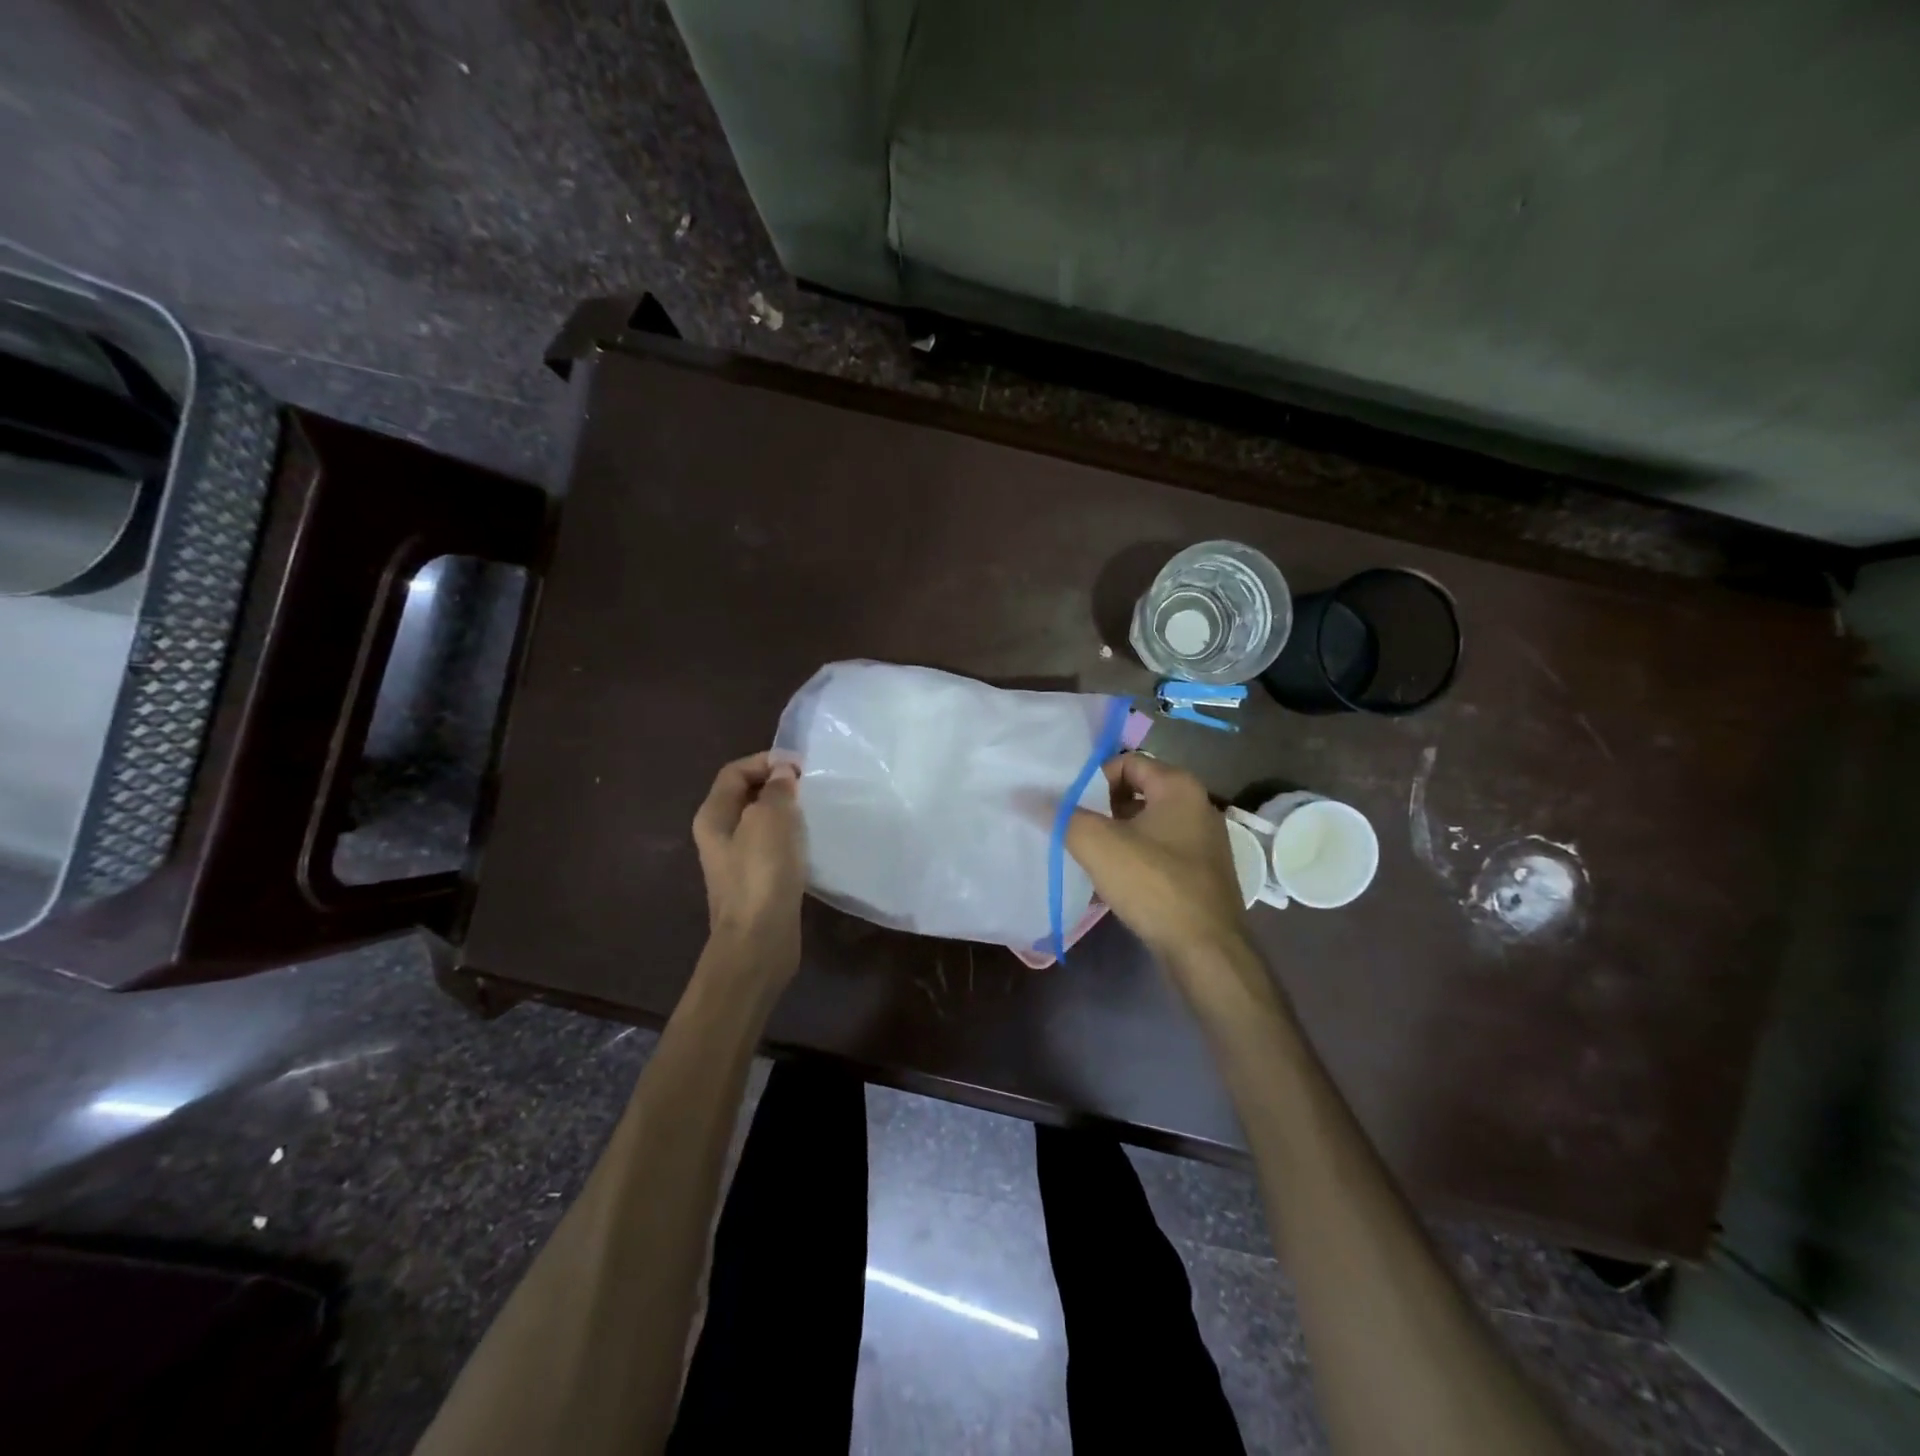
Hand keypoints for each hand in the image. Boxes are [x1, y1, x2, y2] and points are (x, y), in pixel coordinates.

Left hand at [692, 753, 805, 981]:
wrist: (759, 941)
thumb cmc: (761, 874)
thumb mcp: (770, 820)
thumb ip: (777, 790)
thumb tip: (782, 773)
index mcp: (714, 816)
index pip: (735, 772)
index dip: (765, 761)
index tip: (801, 766)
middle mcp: (720, 836)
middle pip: (747, 796)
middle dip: (778, 785)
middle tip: (811, 786)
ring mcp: (737, 862)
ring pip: (762, 823)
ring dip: (787, 813)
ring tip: (815, 810)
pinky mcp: (757, 882)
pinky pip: (774, 848)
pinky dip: (792, 839)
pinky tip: (812, 844)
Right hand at [1066, 753, 1250, 964]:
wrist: (1205, 950)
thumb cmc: (1153, 884)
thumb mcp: (1098, 845)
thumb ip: (1063, 816)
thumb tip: (1030, 797)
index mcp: (1179, 787)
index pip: (1127, 762)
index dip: (1094, 780)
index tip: (1070, 806)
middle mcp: (1197, 806)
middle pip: (1136, 793)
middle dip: (1101, 810)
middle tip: (1074, 830)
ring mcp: (1203, 842)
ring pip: (1145, 826)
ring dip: (1115, 837)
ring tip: (1087, 857)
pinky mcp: (1201, 874)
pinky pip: (1158, 854)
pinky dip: (1134, 860)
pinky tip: (1112, 883)